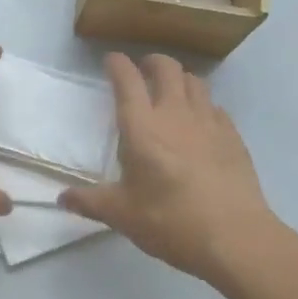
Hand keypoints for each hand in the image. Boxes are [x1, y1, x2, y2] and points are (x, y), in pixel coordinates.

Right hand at [59, 52, 279, 282]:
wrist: (235, 237)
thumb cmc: (171, 222)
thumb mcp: (122, 216)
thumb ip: (91, 202)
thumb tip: (63, 199)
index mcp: (142, 127)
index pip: (127, 80)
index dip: (118, 64)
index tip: (112, 61)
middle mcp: (175, 114)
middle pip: (166, 68)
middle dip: (152, 62)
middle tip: (144, 70)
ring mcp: (209, 122)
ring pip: (195, 82)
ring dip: (180, 79)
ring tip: (173, 91)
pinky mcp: (233, 137)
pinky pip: (216, 107)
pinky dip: (204, 105)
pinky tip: (201, 123)